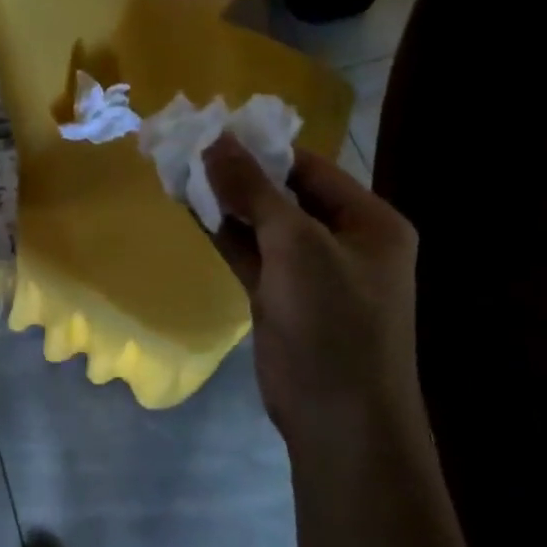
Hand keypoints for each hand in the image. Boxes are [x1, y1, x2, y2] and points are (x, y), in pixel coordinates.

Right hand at [203, 135, 419, 441]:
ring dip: (224, 199)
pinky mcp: (279, 296)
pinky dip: (221, 230)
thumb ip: (253, 191)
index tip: (212, 127)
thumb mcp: (296, 246)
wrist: (338, 420)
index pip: (309, 168)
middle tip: (187, 144)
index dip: (261, 147)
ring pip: (260, 223)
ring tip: (178, 167)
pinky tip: (188, 205)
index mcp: (368, 222)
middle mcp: (342, 240)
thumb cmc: (334, 322)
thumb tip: (215, 139)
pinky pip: (248, 251)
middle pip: (283, 193)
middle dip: (237, 172)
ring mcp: (308, 271)